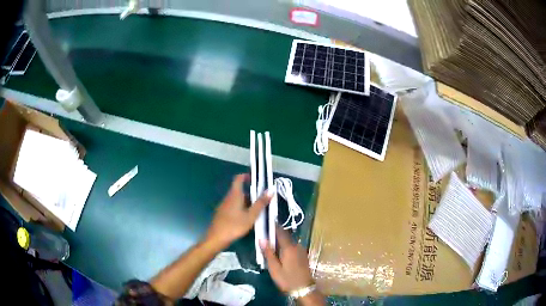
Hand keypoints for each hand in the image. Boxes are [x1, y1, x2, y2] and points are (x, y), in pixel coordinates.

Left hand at [206, 174, 271, 247]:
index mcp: (235, 195)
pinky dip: (241, 209)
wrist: (216, 238)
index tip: (256, 179)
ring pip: (237, 200)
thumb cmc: (234, 226)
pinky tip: (247, 219)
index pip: (239, 178)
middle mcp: (228, 198)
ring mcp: (224, 206)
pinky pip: (234, 207)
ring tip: (257, 212)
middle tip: (262, 202)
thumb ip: (260, 203)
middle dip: (251, 194)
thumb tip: (270, 190)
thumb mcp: (251, 216)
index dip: (247, 176)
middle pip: (240, 191)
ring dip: (247, 203)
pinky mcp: (222, 213)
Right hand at [260, 228, 314, 292]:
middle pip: (285, 236)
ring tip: (269, 246)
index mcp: (289, 248)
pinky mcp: (303, 255)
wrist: (303, 289)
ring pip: (289, 242)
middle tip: (264, 236)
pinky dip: (285, 247)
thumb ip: (268, 253)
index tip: (265, 223)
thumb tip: (262, 239)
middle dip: (275, 234)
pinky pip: (292, 247)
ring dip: (280, 241)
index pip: (280, 232)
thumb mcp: (274, 268)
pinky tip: (279, 253)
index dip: (273, 226)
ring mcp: (301, 250)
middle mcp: (297, 246)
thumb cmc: (287, 279)